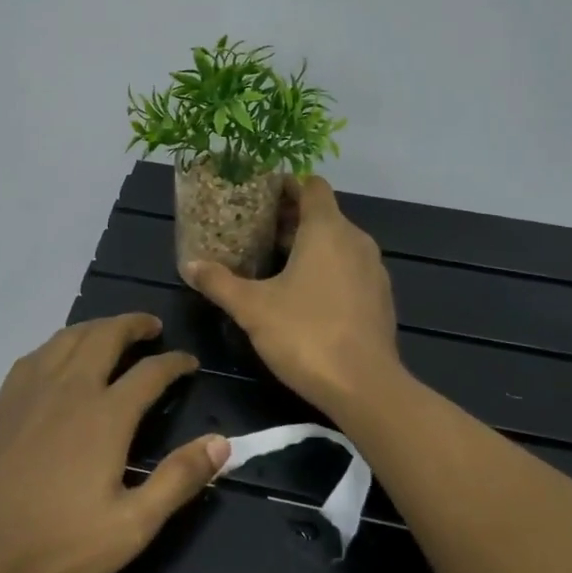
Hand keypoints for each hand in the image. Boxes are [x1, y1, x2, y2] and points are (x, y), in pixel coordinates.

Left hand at [0, 314, 228, 572]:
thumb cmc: (56, 546)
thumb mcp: (131, 527)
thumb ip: (178, 480)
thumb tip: (221, 442)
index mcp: (105, 415)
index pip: (150, 372)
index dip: (175, 362)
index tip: (189, 362)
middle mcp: (69, 388)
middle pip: (105, 336)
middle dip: (134, 325)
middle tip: (152, 327)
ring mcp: (29, 391)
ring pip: (68, 338)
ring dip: (96, 327)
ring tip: (111, 332)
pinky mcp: (2, 402)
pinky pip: (36, 355)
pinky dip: (59, 344)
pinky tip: (59, 356)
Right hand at [183, 176, 400, 414]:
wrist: (364, 387)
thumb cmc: (305, 334)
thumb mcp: (252, 308)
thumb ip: (220, 283)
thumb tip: (190, 266)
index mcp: (327, 230)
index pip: (311, 186)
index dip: (286, 185)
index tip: (259, 196)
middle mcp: (356, 240)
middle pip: (323, 215)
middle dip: (290, 219)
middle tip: (254, 232)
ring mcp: (373, 270)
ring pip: (338, 243)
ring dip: (309, 246)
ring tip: (274, 263)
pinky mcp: (380, 298)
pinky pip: (350, 268)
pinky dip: (328, 269)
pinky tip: (304, 295)